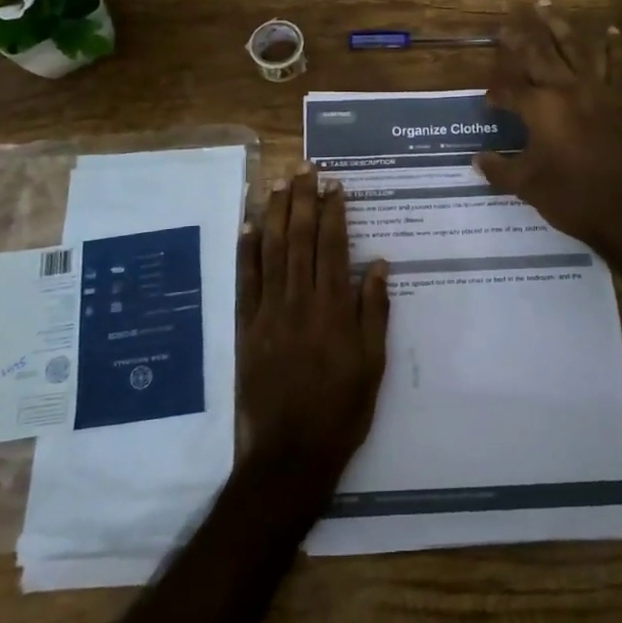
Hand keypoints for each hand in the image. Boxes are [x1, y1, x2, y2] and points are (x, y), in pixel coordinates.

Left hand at [237, 166, 389, 488]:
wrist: (290, 453)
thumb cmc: (342, 409)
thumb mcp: (373, 363)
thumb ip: (374, 311)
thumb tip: (376, 264)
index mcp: (334, 308)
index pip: (332, 246)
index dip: (333, 212)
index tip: (335, 184)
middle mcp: (299, 301)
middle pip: (299, 239)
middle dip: (303, 200)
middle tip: (306, 169)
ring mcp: (269, 312)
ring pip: (270, 251)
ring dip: (273, 214)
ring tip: (278, 183)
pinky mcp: (247, 328)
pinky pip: (245, 281)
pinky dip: (246, 251)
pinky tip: (248, 225)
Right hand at [476, 0, 621, 250]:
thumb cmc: (570, 195)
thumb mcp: (526, 185)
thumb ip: (499, 169)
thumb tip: (476, 160)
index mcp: (539, 108)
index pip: (510, 90)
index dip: (497, 93)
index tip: (490, 100)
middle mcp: (566, 89)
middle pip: (539, 54)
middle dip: (521, 37)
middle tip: (509, 21)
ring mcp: (597, 90)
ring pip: (575, 48)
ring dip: (559, 25)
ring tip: (547, 5)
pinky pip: (616, 65)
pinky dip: (612, 46)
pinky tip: (609, 30)